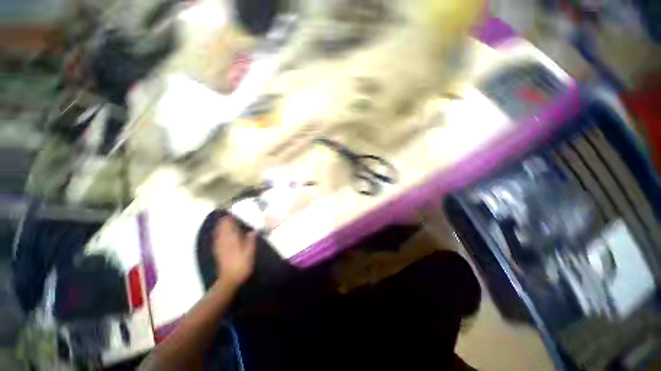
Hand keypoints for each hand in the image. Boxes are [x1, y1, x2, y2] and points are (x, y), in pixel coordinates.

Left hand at [213, 216, 256, 289]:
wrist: (228, 280)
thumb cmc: (241, 265)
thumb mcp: (250, 252)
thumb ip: (251, 240)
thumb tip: (253, 230)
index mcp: (231, 239)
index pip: (227, 224)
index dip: (230, 218)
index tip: (234, 213)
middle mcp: (223, 240)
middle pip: (221, 227)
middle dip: (225, 221)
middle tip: (232, 216)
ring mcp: (219, 246)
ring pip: (218, 232)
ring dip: (222, 227)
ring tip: (228, 222)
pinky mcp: (217, 251)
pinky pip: (217, 238)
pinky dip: (220, 233)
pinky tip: (224, 234)